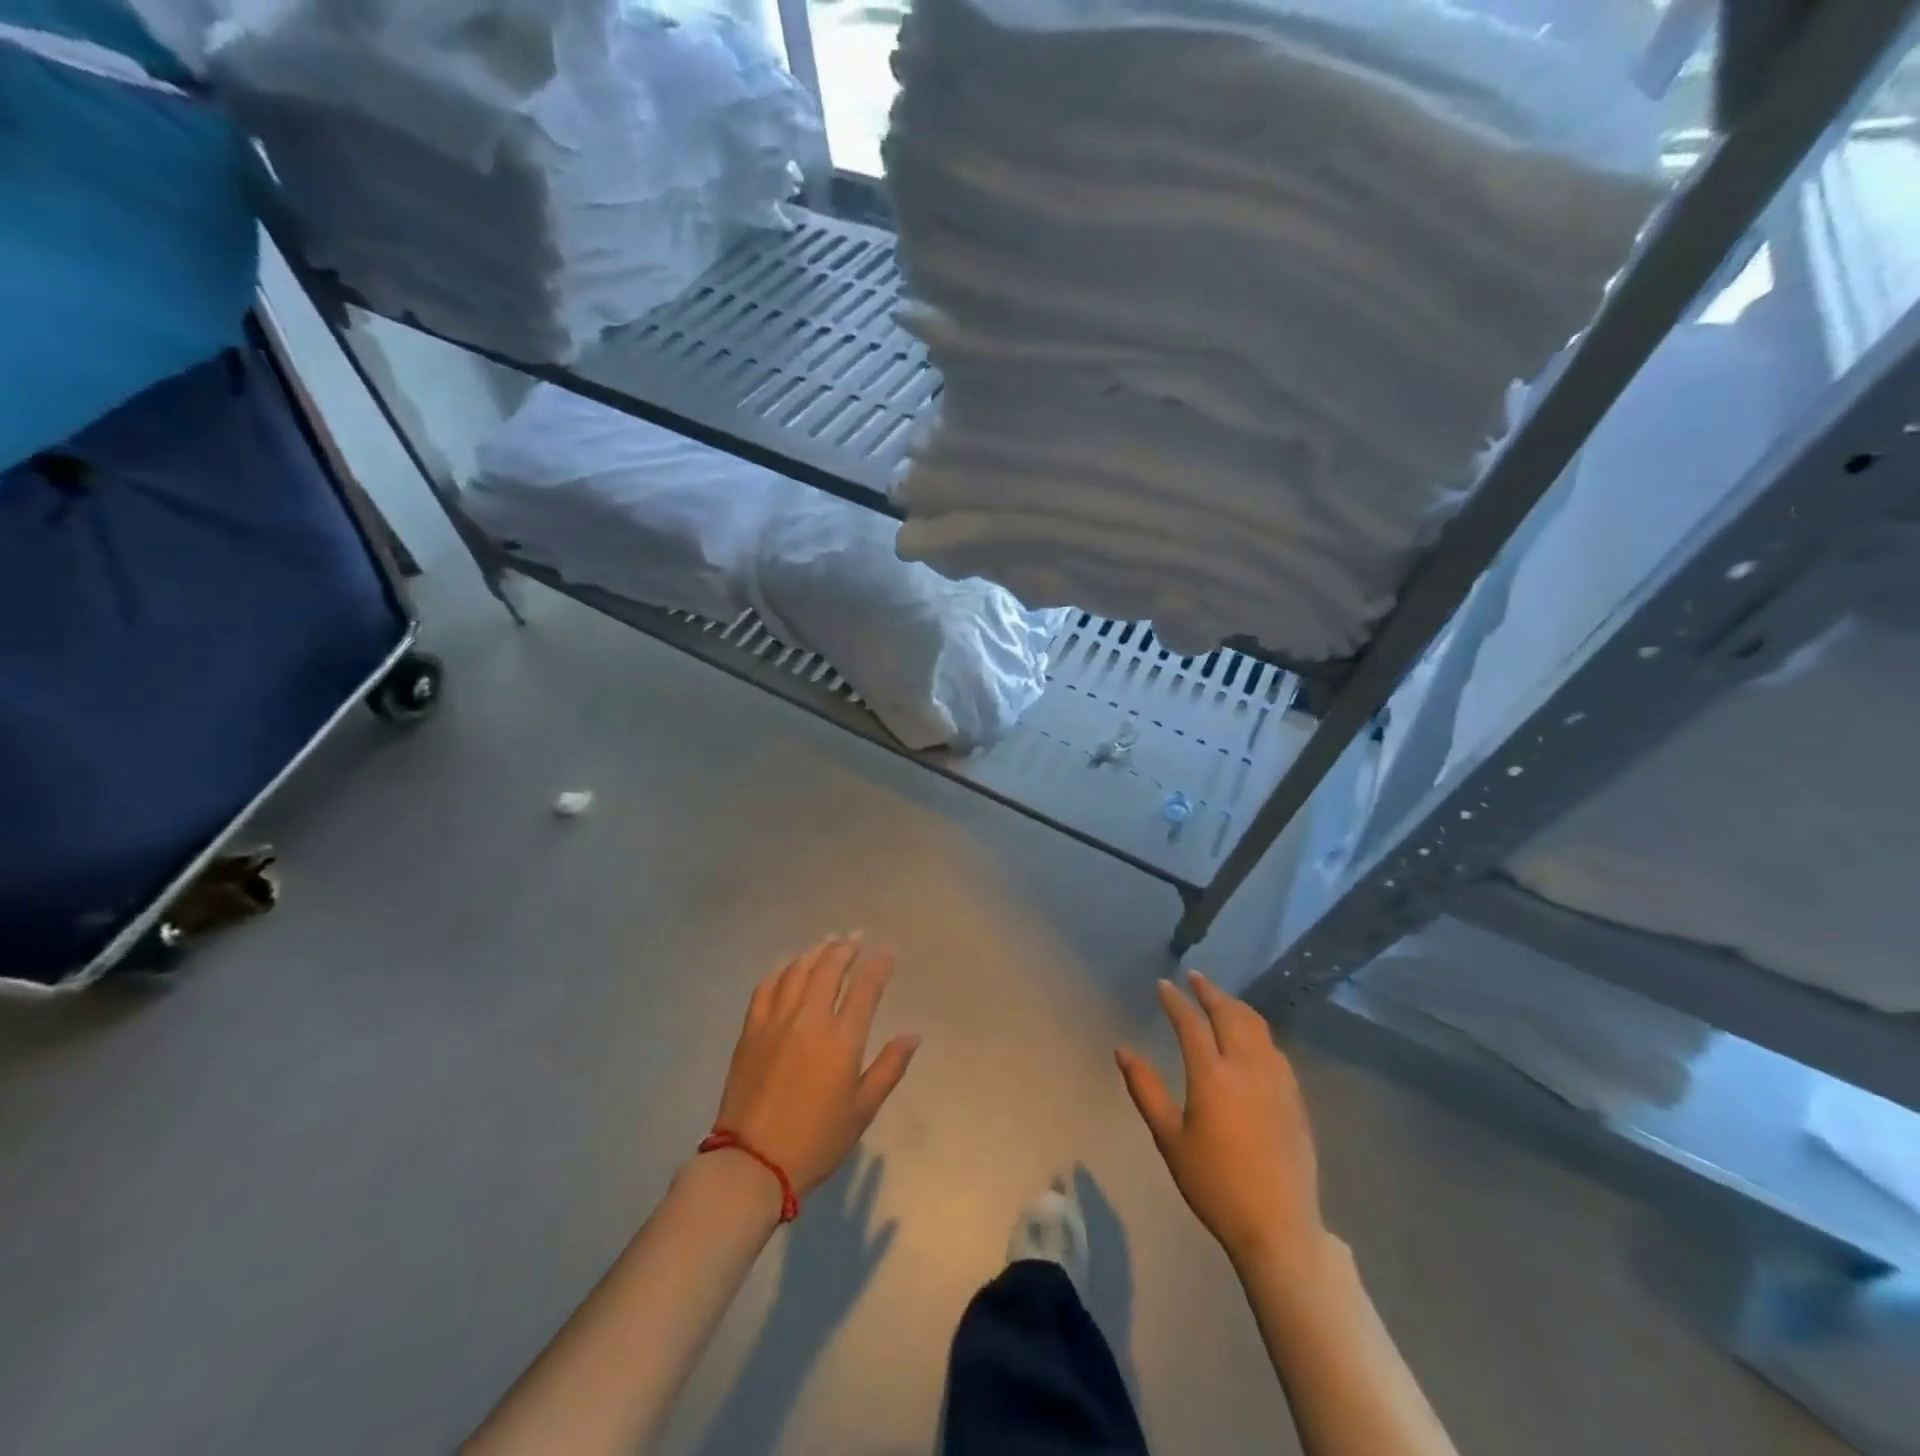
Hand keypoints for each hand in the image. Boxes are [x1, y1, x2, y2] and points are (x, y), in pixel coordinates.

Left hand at [712, 935, 920, 1197]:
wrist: (752, 1163)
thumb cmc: (816, 1141)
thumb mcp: (862, 1110)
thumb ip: (889, 1068)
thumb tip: (912, 1035)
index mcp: (841, 1041)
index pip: (865, 988)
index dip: (878, 965)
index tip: (887, 951)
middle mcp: (809, 1020)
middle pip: (829, 969)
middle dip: (846, 949)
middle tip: (855, 938)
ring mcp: (776, 1021)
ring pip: (798, 971)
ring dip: (815, 952)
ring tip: (828, 942)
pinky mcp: (751, 1030)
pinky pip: (766, 987)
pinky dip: (781, 969)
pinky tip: (789, 964)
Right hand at [1117, 971, 1324, 1270]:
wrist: (1278, 1227)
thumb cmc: (1214, 1184)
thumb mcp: (1170, 1139)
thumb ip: (1145, 1090)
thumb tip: (1122, 1050)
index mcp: (1212, 1076)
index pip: (1190, 1023)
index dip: (1175, 1001)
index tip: (1163, 985)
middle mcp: (1246, 1068)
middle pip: (1229, 1014)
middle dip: (1210, 991)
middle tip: (1195, 978)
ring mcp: (1276, 1081)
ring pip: (1257, 1027)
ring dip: (1236, 1006)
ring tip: (1221, 999)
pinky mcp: (1295, 1098)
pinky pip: (1275, 1049)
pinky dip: (1258, 1031)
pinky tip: (1252, 1038)